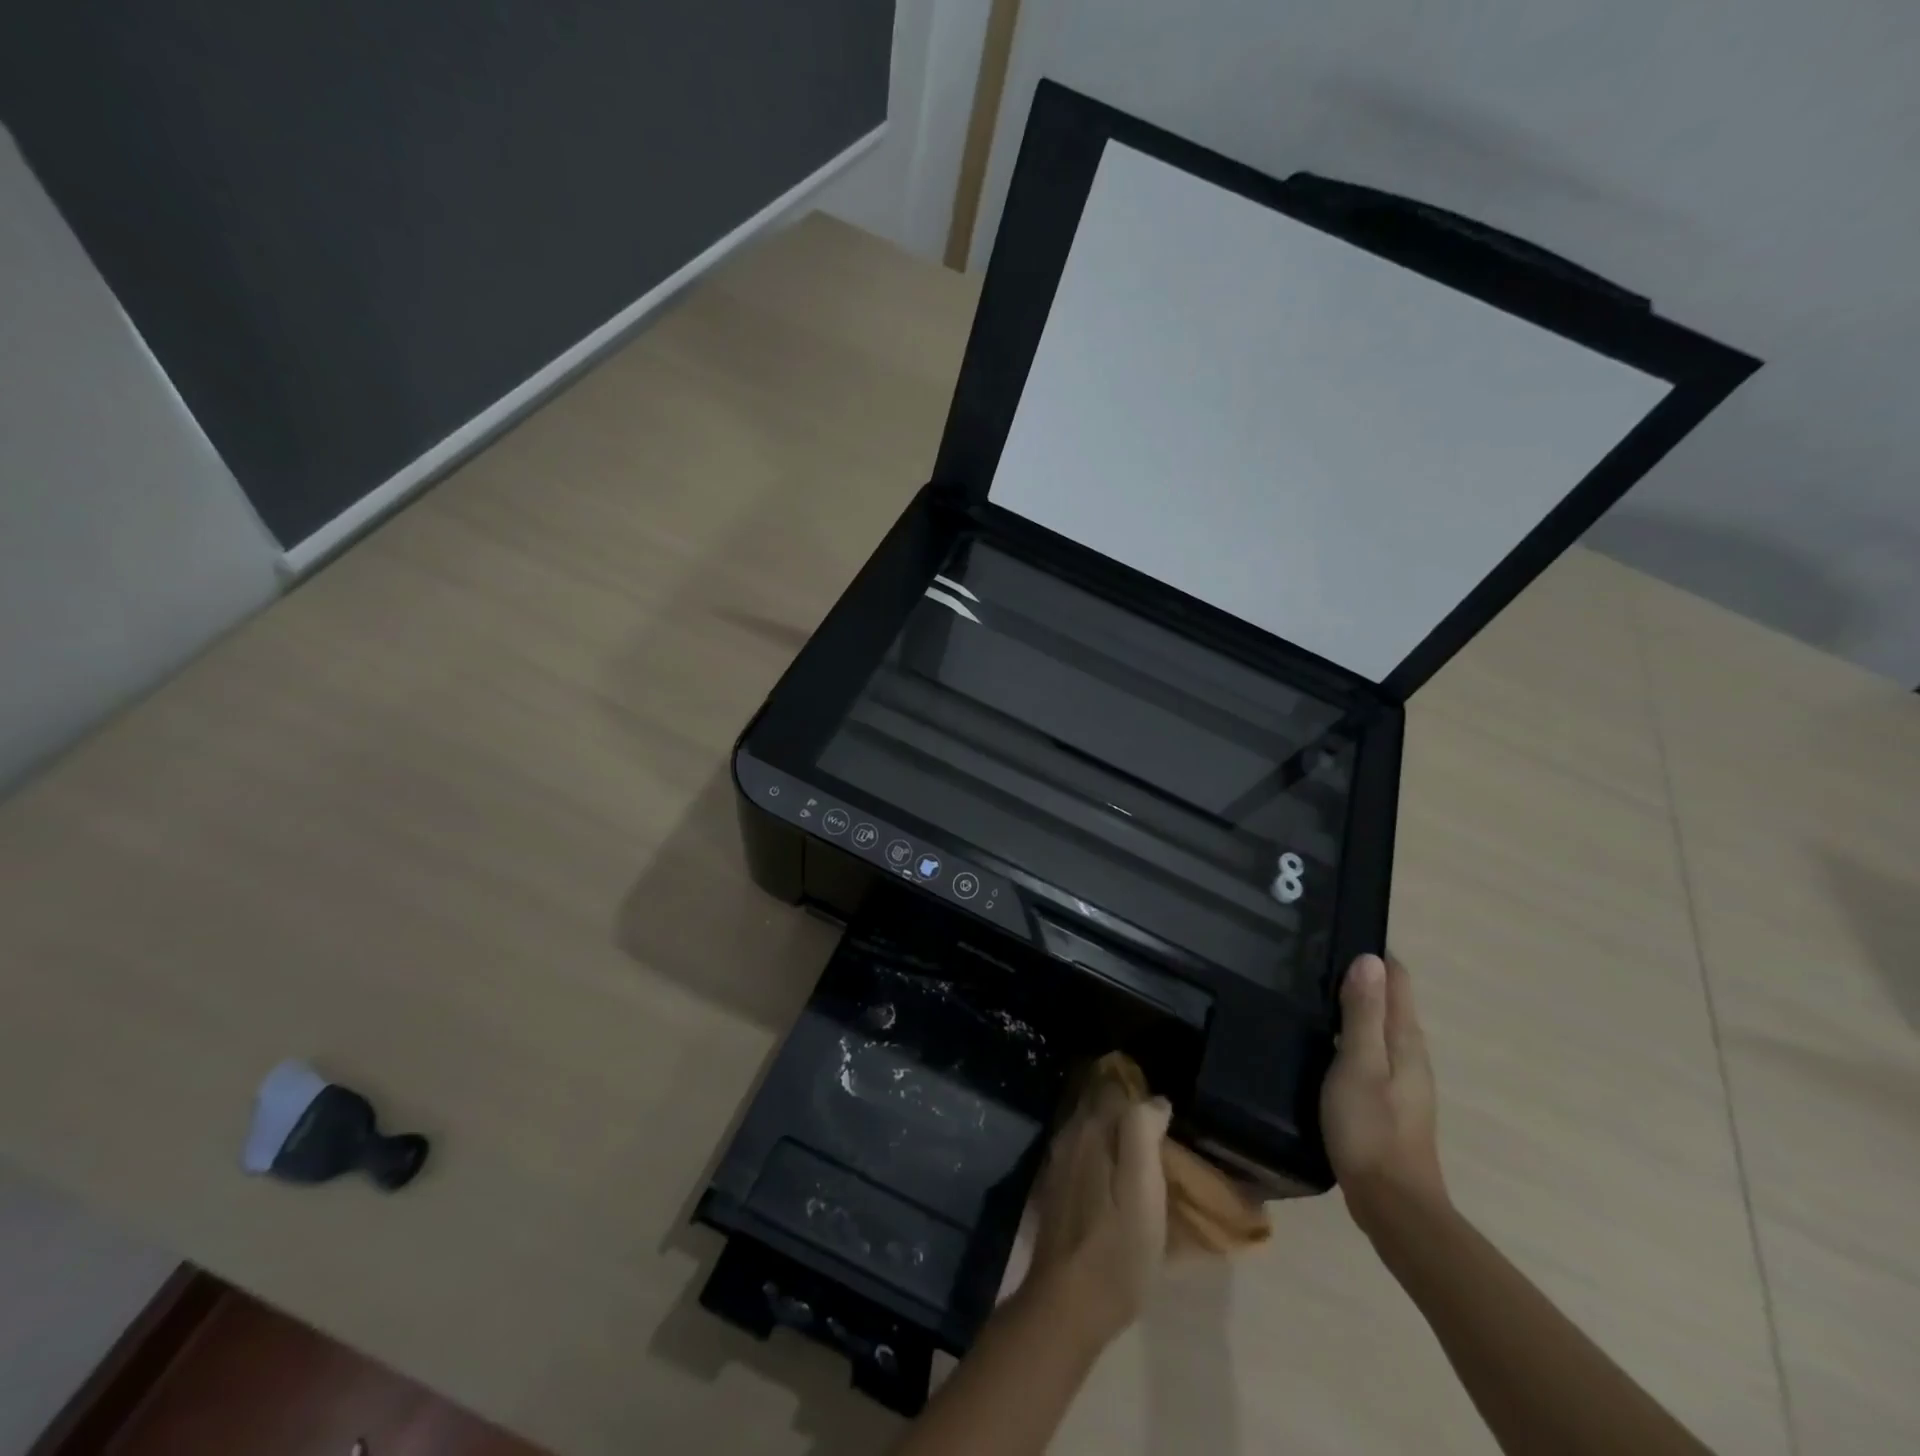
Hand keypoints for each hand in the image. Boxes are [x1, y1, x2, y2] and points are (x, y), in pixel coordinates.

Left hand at [1024, 1082, 1171, 1345]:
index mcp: (1091, 1131)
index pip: (1114, 1087)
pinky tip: (1117, 1174)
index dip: (1139, 1091)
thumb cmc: (1116, 1250)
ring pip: (1089, 1127)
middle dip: (1125, 1105)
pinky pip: (1082, 1150)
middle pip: (1098, 1103)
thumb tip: (1155, 1100)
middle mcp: (1069, 1135)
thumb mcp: (1143, 1193)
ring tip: (1143, 1149)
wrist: (1066, 1303)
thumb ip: (1142, 1134)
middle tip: (1158, 1126)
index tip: (1163, 1107)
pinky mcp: (1056, 1188)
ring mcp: (1058, 1162)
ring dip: (1113, 1128)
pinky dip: (1101, 1150)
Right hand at [1322, 953, 1447, 1233]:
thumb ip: (1362, 1014)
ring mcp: (1402, 1081)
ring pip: (1380, 1027)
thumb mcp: (1359, 1064)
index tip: (1337, 933)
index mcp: (1407, 1041)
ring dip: (1355, 1006)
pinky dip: (1350, 1034)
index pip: (1398, 981)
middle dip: (1361, 976)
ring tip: (1311, 990)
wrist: (1393, 1205)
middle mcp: (1411, 1055)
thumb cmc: (1371, 1128)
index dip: (1374, 955)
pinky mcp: (1388, 1101)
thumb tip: (1370, 960)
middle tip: (1312, 957)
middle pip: (1390, 1002)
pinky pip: (1371, 1051)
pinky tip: (1322, 1041)